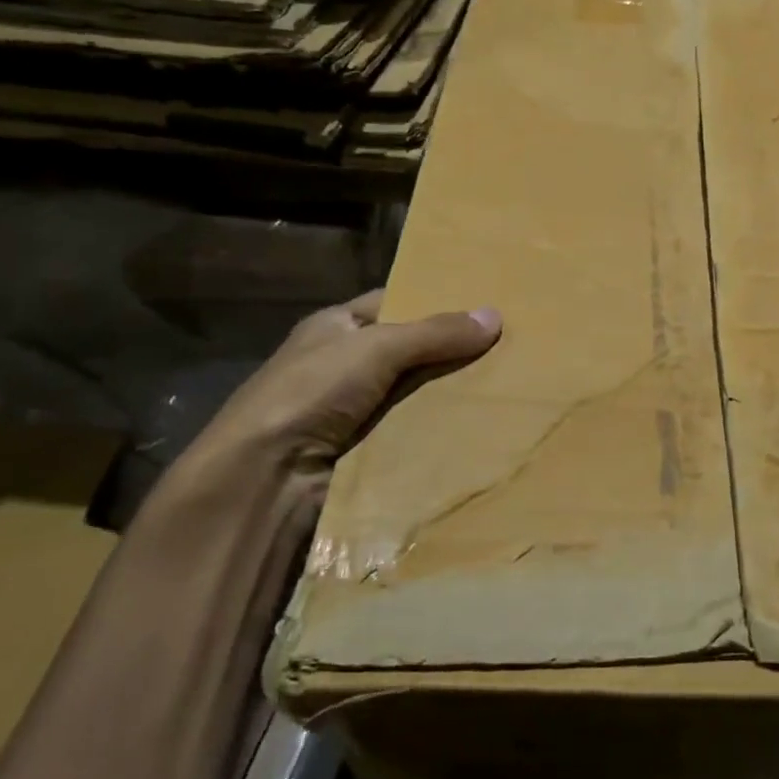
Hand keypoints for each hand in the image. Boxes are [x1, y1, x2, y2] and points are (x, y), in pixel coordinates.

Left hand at [201, 289, 502, 470]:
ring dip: (452, 393)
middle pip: (412, 351)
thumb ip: (435, 332)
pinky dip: (442, 429)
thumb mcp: (377, 346)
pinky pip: (414, 430)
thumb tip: (495, 315)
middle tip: (510, 346)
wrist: (268, 476)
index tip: (485, 304)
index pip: (394, 304)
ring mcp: (355, 410)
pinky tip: (483, 425)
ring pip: (417, 393)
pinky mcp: (367, 449)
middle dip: (453, 351)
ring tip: (508, 386)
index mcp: (336, 327)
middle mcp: (345, 365)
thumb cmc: (312, 391)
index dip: (435, 302)